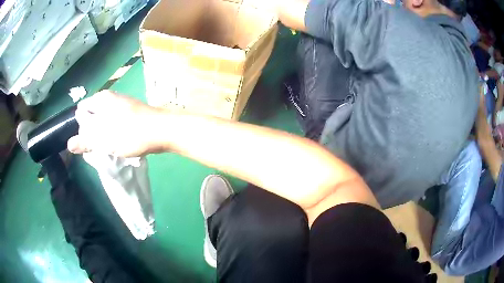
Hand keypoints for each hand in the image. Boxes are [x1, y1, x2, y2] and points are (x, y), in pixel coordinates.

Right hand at [67, 90, 164, 156]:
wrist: (162, 131)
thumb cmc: (131, 133)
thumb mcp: (104, 139)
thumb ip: (85, 141)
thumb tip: (69, 145)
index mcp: (101, 99)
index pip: (81, 111)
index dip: (80, 127)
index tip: (86, 141)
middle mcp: (110, 98)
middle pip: (92, 116)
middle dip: (92, 132)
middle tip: (97, 146)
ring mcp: (122, 104)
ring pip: (104, 121)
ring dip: (103, 134)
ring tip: (108, 146)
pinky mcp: (130, 113)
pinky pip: (115, 123)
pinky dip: (113, 133)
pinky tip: (118, 143)